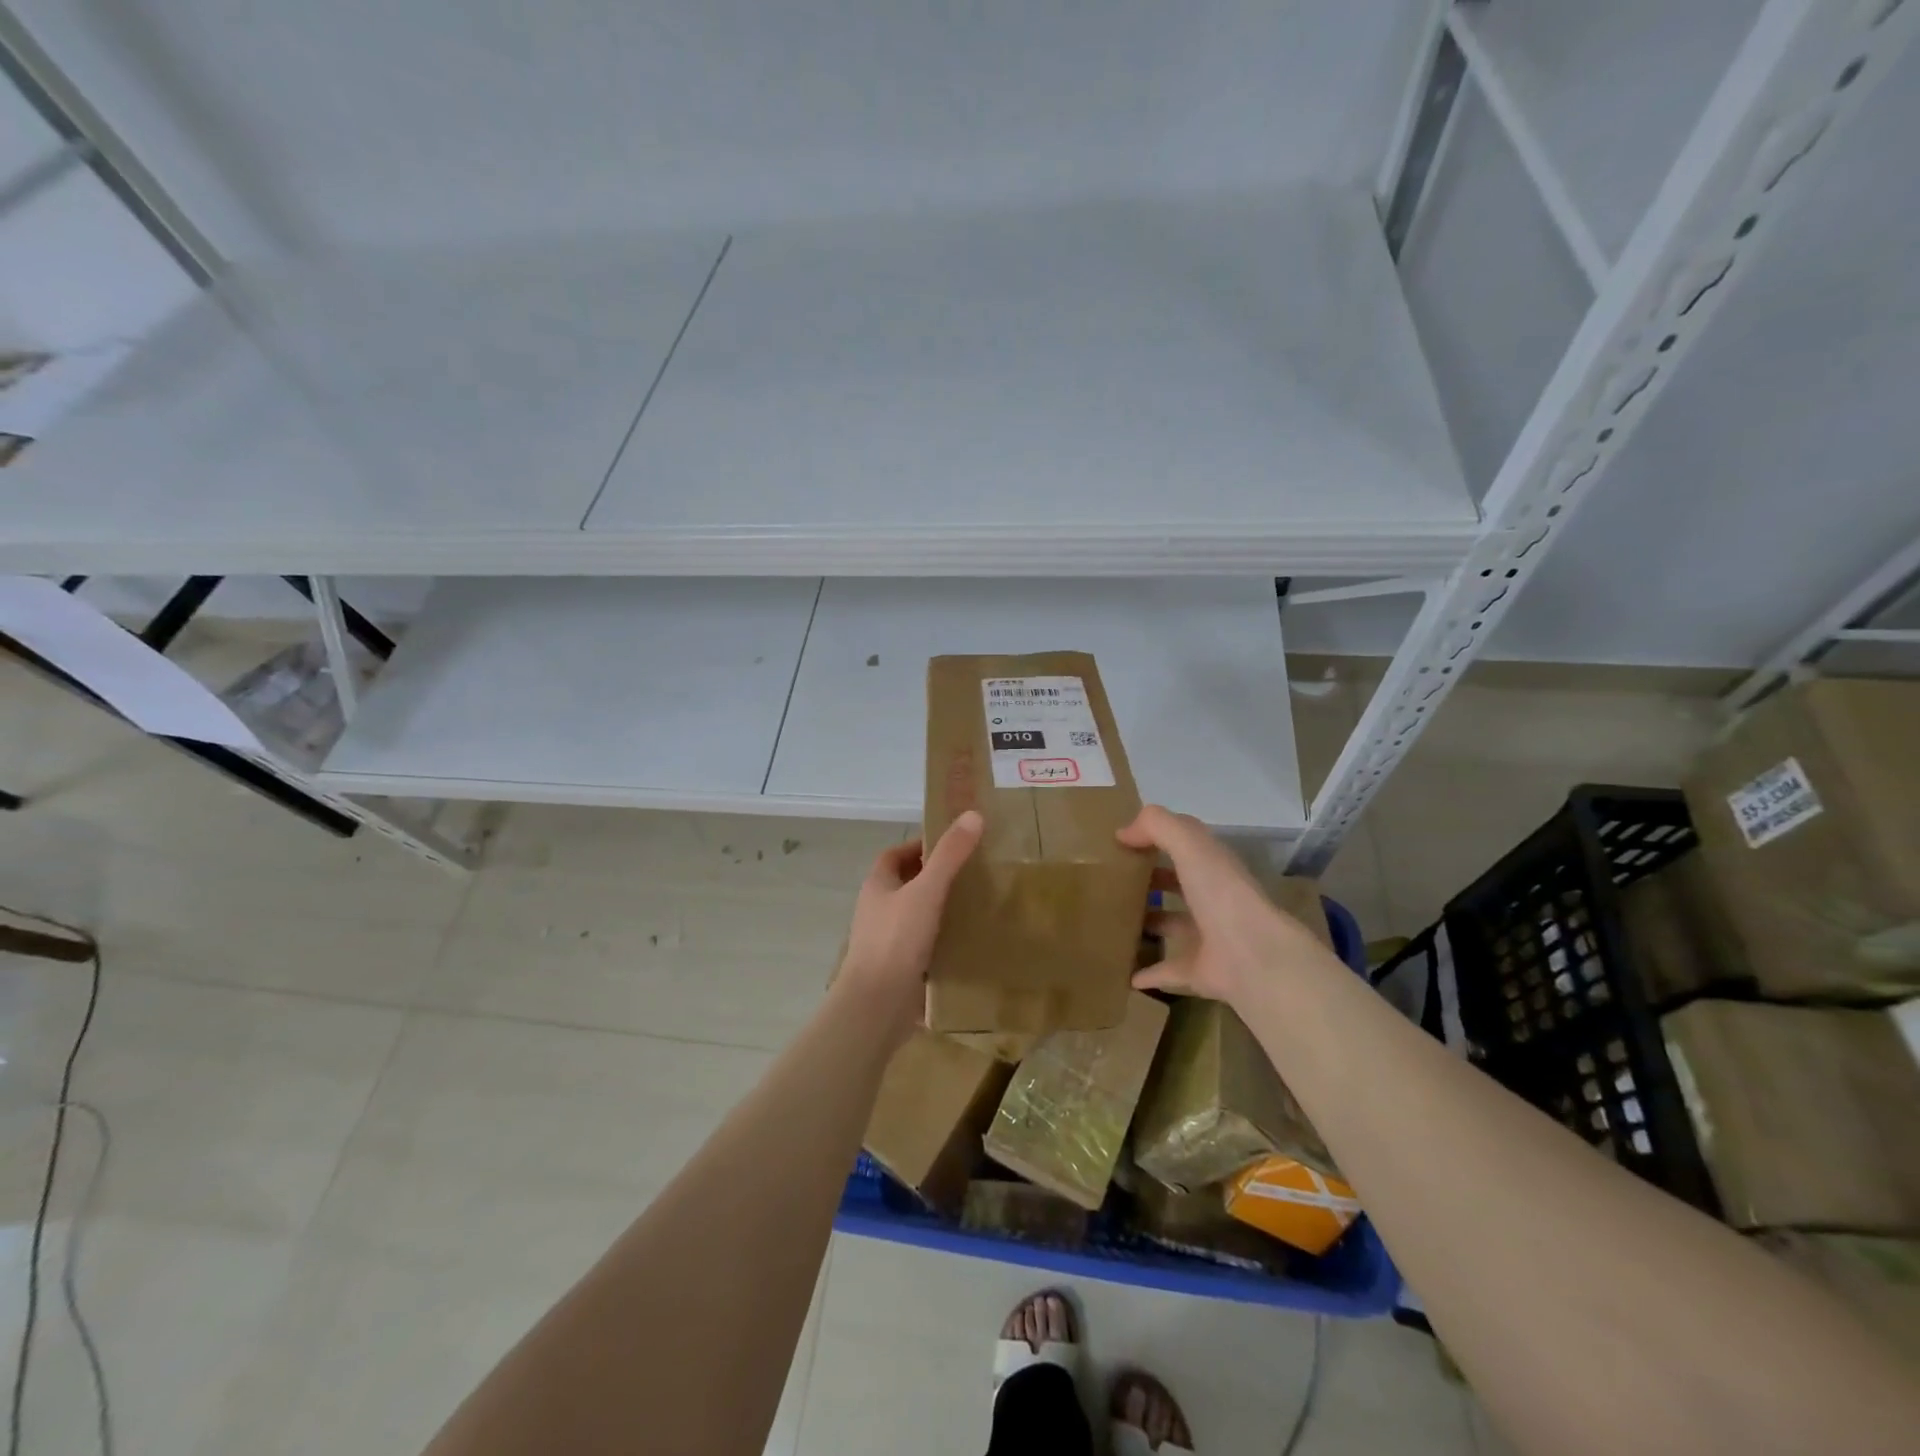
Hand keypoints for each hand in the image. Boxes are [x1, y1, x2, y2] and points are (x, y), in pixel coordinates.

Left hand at [836, 811, 983, 1037]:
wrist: (877, 1006)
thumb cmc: (896, 940)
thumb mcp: (927, 891)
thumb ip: (950, 855)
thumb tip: (973, 815)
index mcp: (877, 886)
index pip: (895, 855)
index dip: (920, 846)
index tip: (952, 844)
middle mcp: (877, 910)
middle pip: (906, 884)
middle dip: (934, 877)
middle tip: (971, 872)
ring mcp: (886, 941)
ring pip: (915, 915)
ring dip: (938, 909)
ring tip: (975, 904)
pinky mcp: (898, 968)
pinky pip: (922, 945)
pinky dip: (941, 939)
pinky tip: (967, 941)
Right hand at [1117, 805, 1336, 1004]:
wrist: (1253, 956)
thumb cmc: (1221, 893)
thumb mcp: (1190, 844)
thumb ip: (1157, 826)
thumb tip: (1123, 833)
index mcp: (1213, 867)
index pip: (1185, 846)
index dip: (1157, 839)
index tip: (1122, 843)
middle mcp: (1212, 899)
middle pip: (1179, 885)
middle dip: (1154, 880)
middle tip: (1115, 880)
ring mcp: (1207, 938)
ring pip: (1173, 927)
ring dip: (1150, 924)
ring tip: (1115, 921)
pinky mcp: (1199, 972)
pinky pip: (1168, 971)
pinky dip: (1148, 973)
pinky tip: (1125, 974)